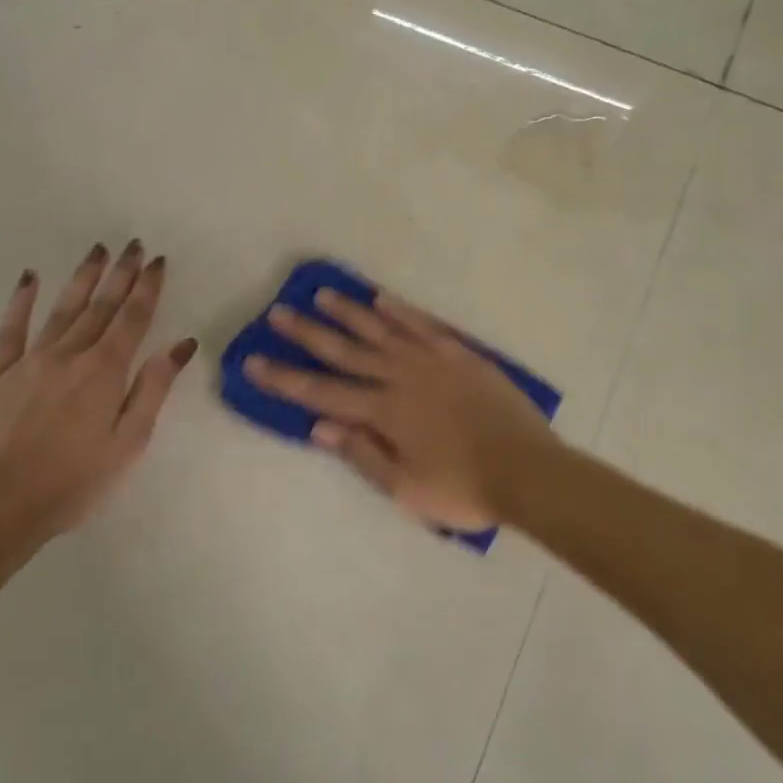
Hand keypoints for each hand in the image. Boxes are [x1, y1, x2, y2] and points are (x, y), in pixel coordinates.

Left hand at [0, 241, 196, 546]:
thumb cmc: (73, 482)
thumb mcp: (128, 442)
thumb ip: (153, 389)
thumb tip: (179, 345)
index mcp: (105, 372)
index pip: (133, 319)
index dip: (147, 288)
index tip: (157, 261)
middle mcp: (69, 356)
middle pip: (100, 307)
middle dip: (120, 274)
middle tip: (134, 244)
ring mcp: (28, 362)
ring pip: (62, 309)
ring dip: (82, 278)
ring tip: (97, 251)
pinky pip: (10, 330)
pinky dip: (21, 301)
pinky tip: (30, 278)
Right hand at [244, 289, 556, 529]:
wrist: (528, 470)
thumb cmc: (464, 489)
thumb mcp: (405, 488)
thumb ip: (362, 454)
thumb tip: (319, 427)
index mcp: (383, 413)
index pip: (321, 394)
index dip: (285, 378)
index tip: (253, 361)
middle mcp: (400, 378)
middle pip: (345, 352)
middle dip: (308, 333)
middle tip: (278, 312)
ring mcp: (432, 361)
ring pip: (381, 330)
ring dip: (349, 312)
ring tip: (322, 294)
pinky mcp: (460, 354)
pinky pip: (424, 325)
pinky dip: (401, 311)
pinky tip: (381, 299)